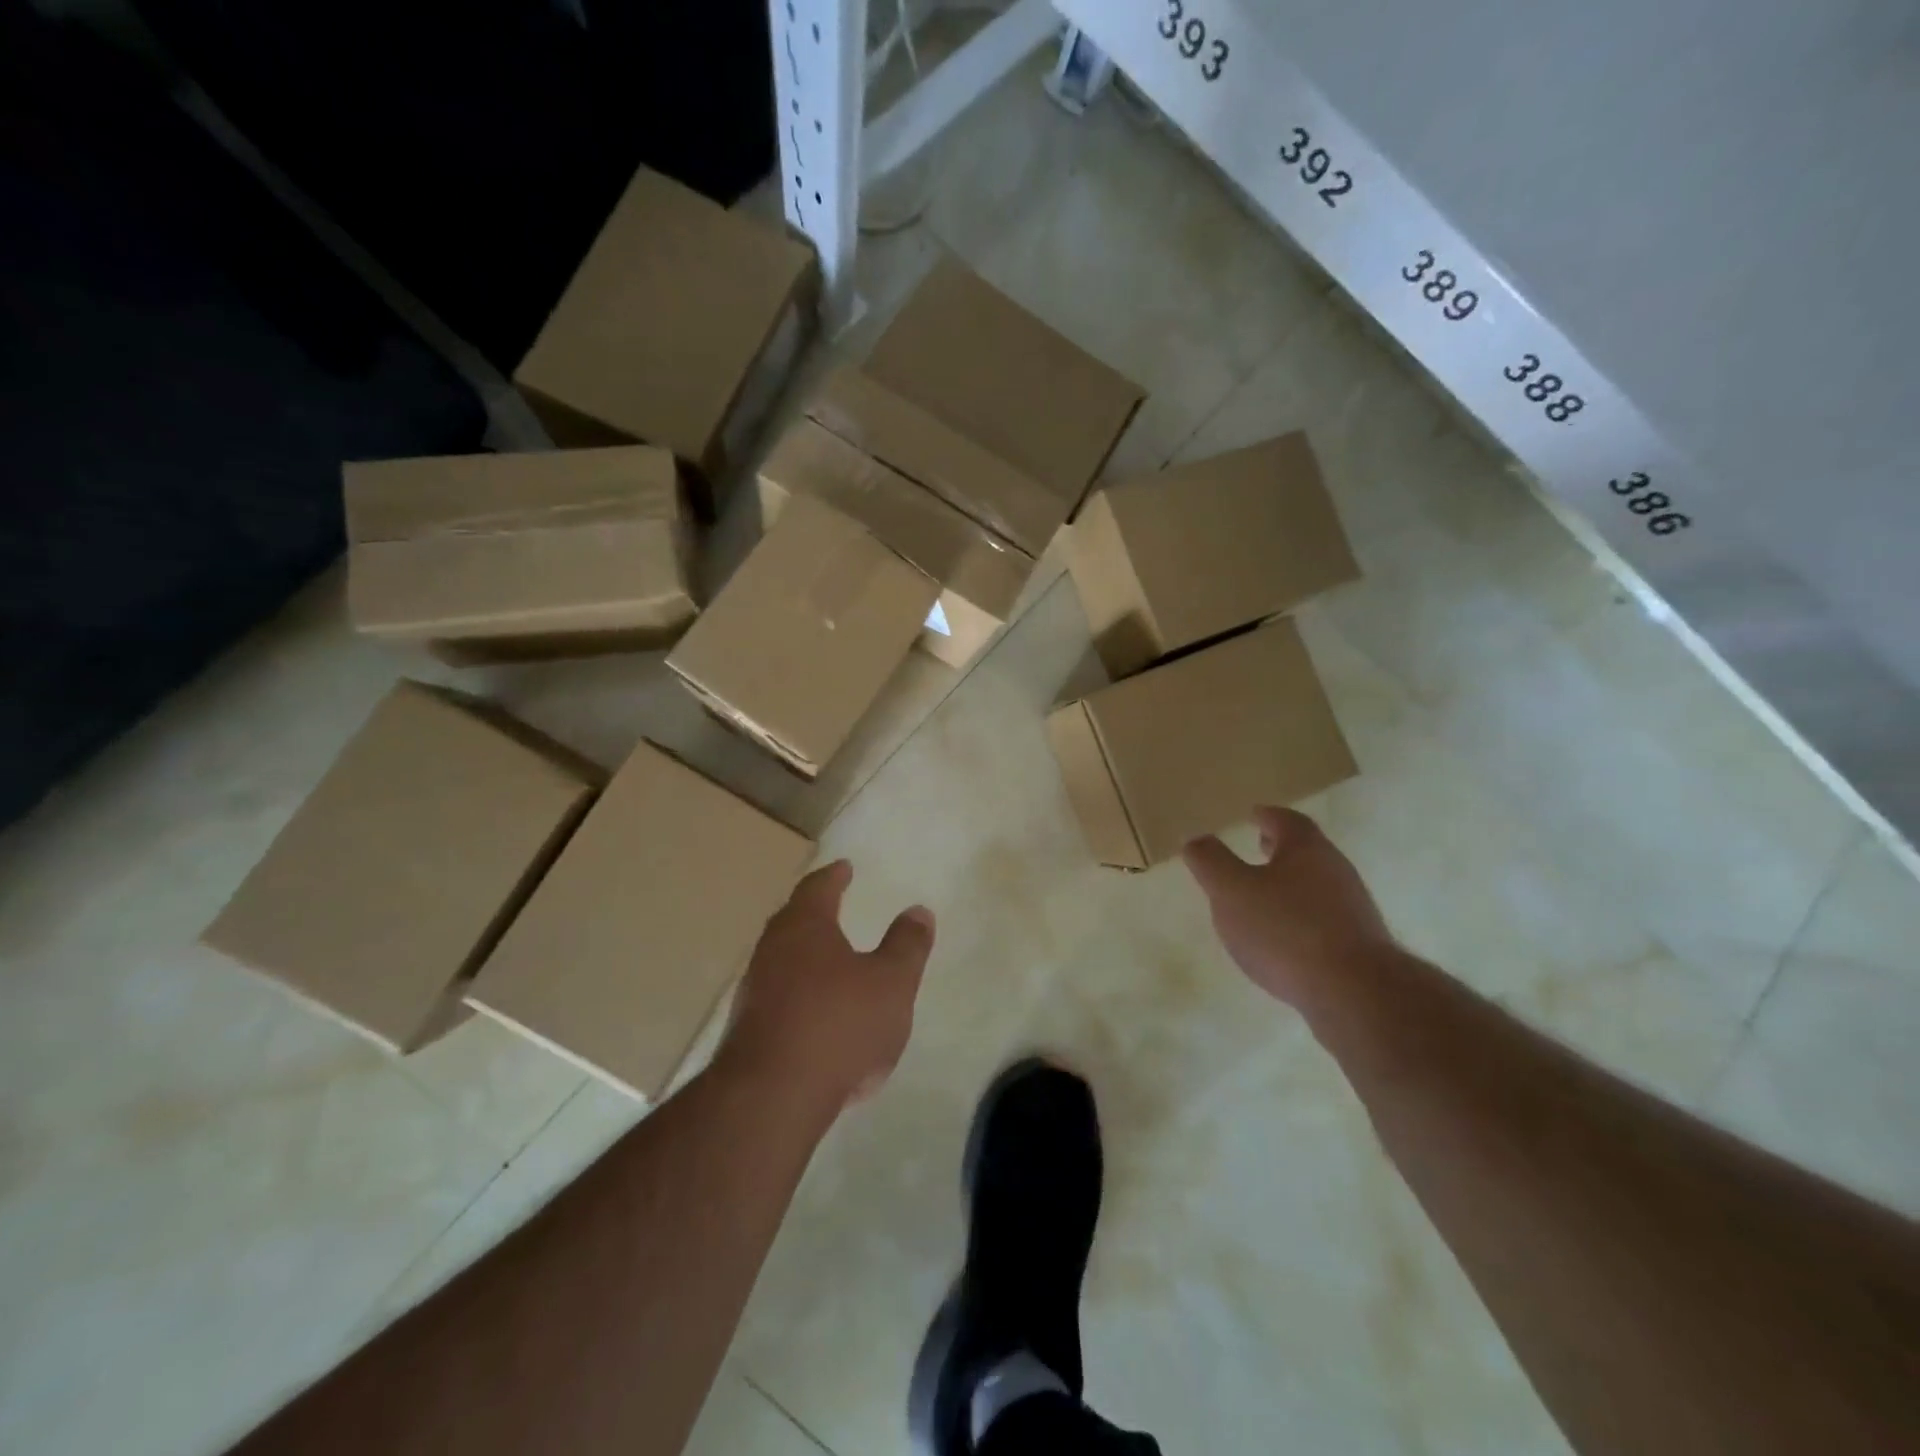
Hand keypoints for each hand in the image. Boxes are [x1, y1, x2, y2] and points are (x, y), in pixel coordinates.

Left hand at [722, 860, 934, 1107]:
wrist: (770, 1098)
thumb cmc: (838, 1024)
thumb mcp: (891, 983)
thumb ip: (907, 946)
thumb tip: (918, 910)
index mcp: (805, 927)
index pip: (818, 888)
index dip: (834, 876)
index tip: (844, 867)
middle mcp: (772, 950)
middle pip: (793, 920)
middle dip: (815, 912)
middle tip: (832, 905)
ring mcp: (754, 991)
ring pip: (782, 960)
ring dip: (805, 956)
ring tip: (829, 961)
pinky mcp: (747, 1031)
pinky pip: (778, 999)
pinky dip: (799, 995)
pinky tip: (817, 1017)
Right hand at [1183, 807, 1395, 1009]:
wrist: (1354, 993)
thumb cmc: (1285, 930)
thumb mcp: (1231, 891)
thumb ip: (1210, 862)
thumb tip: (1196, 840)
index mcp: (1307, 850)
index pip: (1286, 820)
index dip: (1267, 816)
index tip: (1253, 815)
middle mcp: (1336, 871)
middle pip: (1307, 850)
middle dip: (1281, 848)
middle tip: (1259, 846)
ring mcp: (1352, 909)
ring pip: (1316, 884)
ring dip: (1291, 883)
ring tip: (1264, 895)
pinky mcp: (1358, 945)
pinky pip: (1323, 917)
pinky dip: (1301, 915)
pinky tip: (1284, 937)